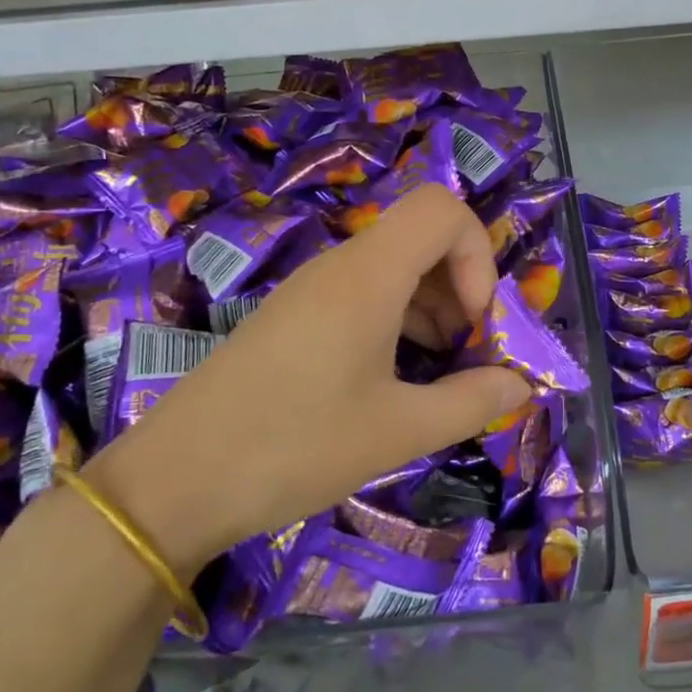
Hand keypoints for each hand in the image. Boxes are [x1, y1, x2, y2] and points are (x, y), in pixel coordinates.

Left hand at [91, 186, 531, 574]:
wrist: (172, 482)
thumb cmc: (294, 446)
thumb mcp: (397, 432)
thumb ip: (470, 403)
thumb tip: (519, 385)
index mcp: (368, 275)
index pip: (443, 209)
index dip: (478, 254)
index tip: (476, 322)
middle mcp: (340, 266)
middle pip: (422, 236)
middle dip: (462, 286)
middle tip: (469, 355)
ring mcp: (311, 289)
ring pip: (394, 266)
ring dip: (432, 307)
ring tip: (439, 374)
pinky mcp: (294, 316)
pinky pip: (362, 293)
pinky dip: (397, 319)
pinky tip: (395, 378)